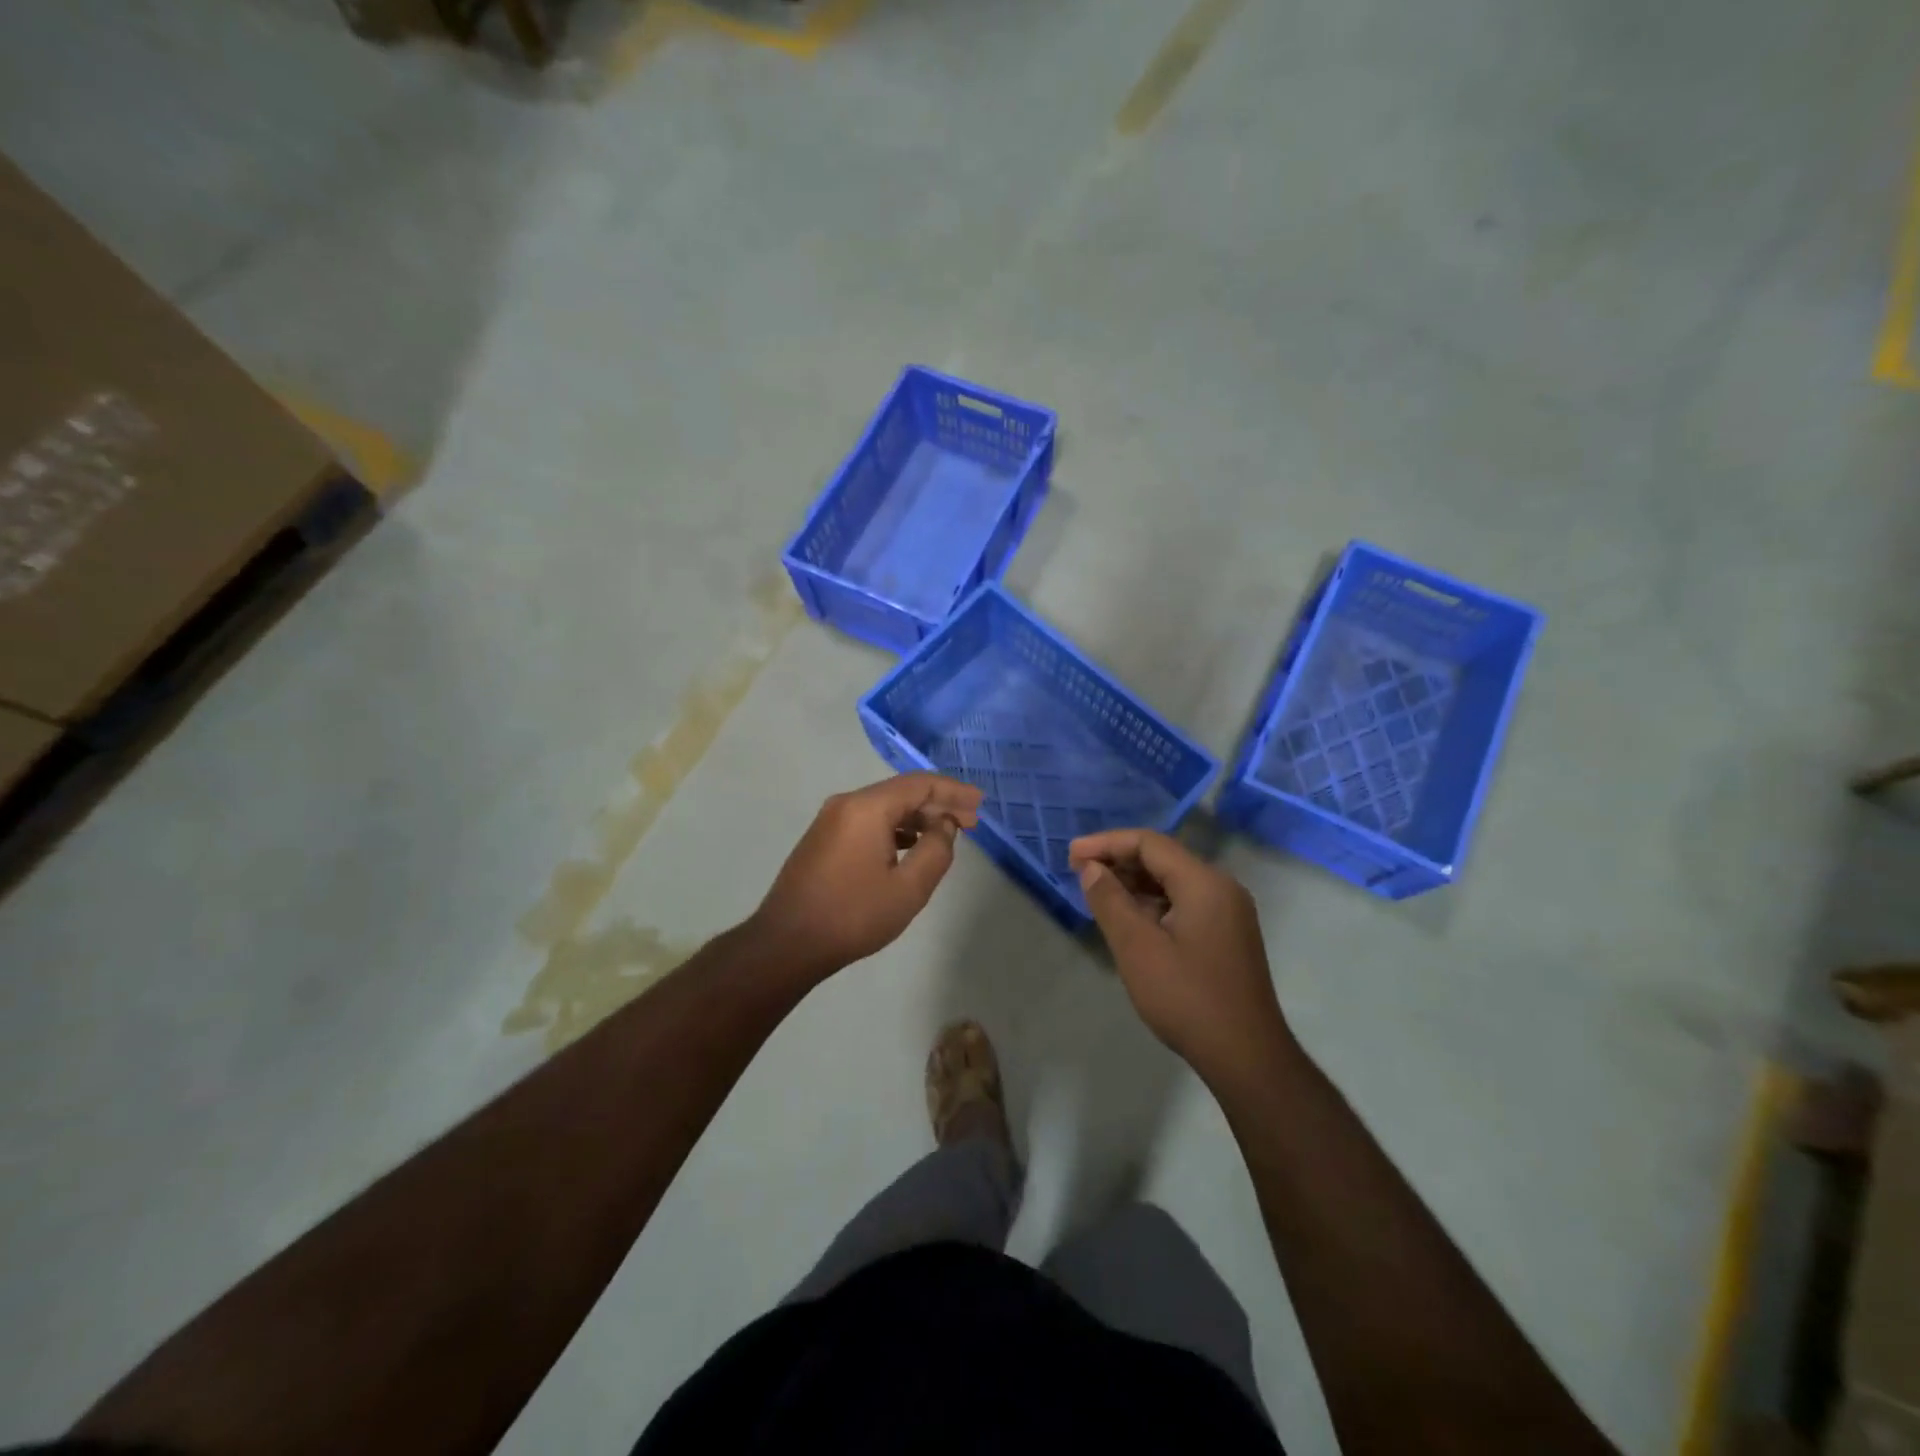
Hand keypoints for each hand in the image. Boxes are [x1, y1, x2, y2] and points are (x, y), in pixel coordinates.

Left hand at [752, 773, 982, 980]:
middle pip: (901, 793)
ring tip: (946, 835)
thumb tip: (944, 826)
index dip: (954, 791)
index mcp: (867, 807)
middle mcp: (846, 804)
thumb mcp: (908, 888)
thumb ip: (936, 850)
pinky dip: (895, 829)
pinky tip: (911, 847)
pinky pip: (868, 822)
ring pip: (884, 808)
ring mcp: (830, 821)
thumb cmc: (853, 915)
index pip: (919, 784)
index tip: (980, 803)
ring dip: (917, 819)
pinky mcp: (823, 839)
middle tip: (971, 822)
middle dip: (938, 805)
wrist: (786, 944)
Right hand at [1069, 829, 1289, 1084]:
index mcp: (1204, 882)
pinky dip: (1152, 903)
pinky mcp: (1227, 935)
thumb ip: (1110, 901)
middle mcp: (1221, 888)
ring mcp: (1228, 912)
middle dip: (1119, 860)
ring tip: (1097, 893)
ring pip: (1173, 881)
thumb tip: (1092, 868)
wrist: (1246, 1056)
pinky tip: (1128, 918)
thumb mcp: (1137, 948)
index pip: (1149, 843)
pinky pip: (1184, 903)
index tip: (1071, 854)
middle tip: (1079, 872)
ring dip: (1134, 882)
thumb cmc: (1187, 998)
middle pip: (1163, 858)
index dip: (1106, 843)